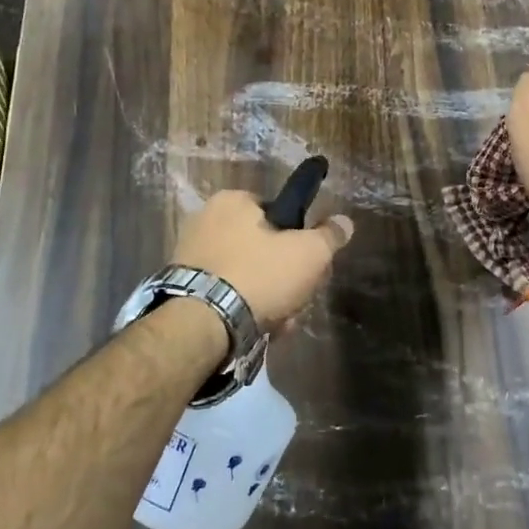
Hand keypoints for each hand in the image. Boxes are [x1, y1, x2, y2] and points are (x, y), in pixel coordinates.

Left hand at [170, 190, 353, 329]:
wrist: (202, 325)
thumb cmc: (259, 276)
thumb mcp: (309, 254)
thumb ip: (329, 236)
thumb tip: (344, 221)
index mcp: (232, 201)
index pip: (276, 211)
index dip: (299, 238)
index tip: (308, 264)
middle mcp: (206, 219)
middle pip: (263, 246)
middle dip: (285, 275)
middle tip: (298, 298)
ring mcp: (190, 254)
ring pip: (246, 273)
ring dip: (268, 296)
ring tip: (280, 322)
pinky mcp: (183, 287)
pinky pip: (225, 292)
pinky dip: (243, 307)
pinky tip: (257, 328)